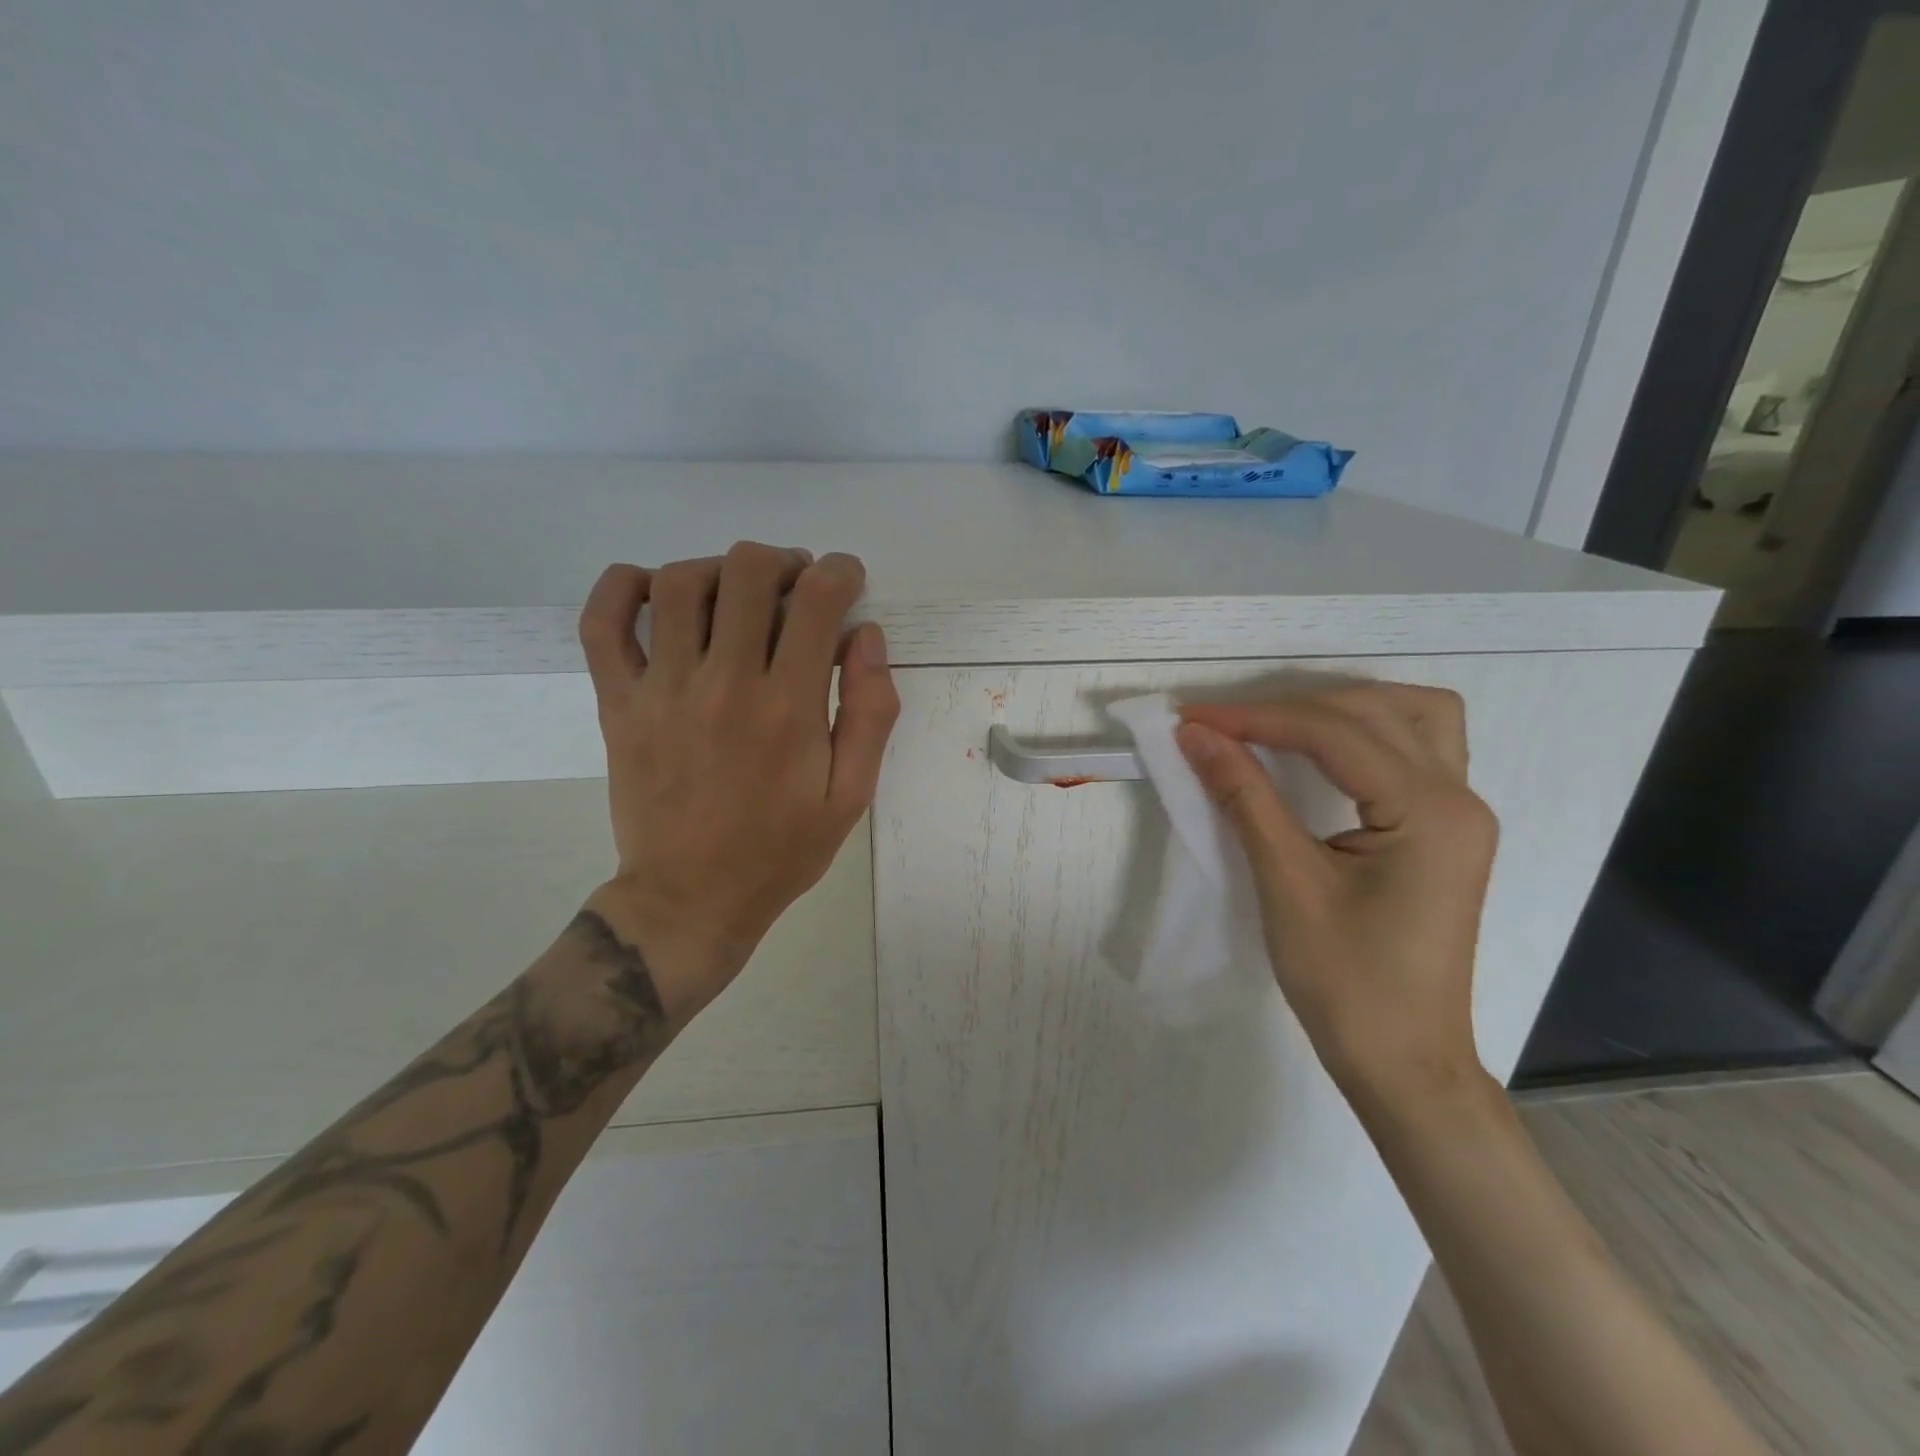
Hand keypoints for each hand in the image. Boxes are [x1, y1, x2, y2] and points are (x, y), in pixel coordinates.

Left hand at [575, 542, 898, 1021]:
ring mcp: (661, 690)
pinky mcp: (618, 703)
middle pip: (746, 572)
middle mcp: (724, 683)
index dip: (839, 571)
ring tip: (736, 593)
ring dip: (718, 569)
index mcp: (788, 707)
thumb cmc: (781, 850)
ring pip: (679, 583)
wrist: (690, 899)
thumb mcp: (851, 795)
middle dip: (782, 562)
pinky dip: (623, 587)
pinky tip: (653, 590)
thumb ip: (870, 712)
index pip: (816, 599)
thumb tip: (866, 636)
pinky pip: (602, 623)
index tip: (846, 580)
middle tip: (794, 585)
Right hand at [1175, 685, 1497, 1108]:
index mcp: (1431, 811)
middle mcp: (1460, 797)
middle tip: (1226, 726)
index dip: (1255, 718)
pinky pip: (1413, 749)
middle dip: (1294, 706)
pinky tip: (1322, 751)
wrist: (1403, 1061)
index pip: (1333, 733)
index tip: (1191, 717)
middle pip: (1376, 709)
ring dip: (1342, 708)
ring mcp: (1461, 813)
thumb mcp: (1287, 883)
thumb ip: (1245, 796)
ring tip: (1277, 725)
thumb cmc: (1346, 982)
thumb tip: (1196, 736)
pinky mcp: (1446, 830)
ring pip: (1411, 717)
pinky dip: (1364, 734)